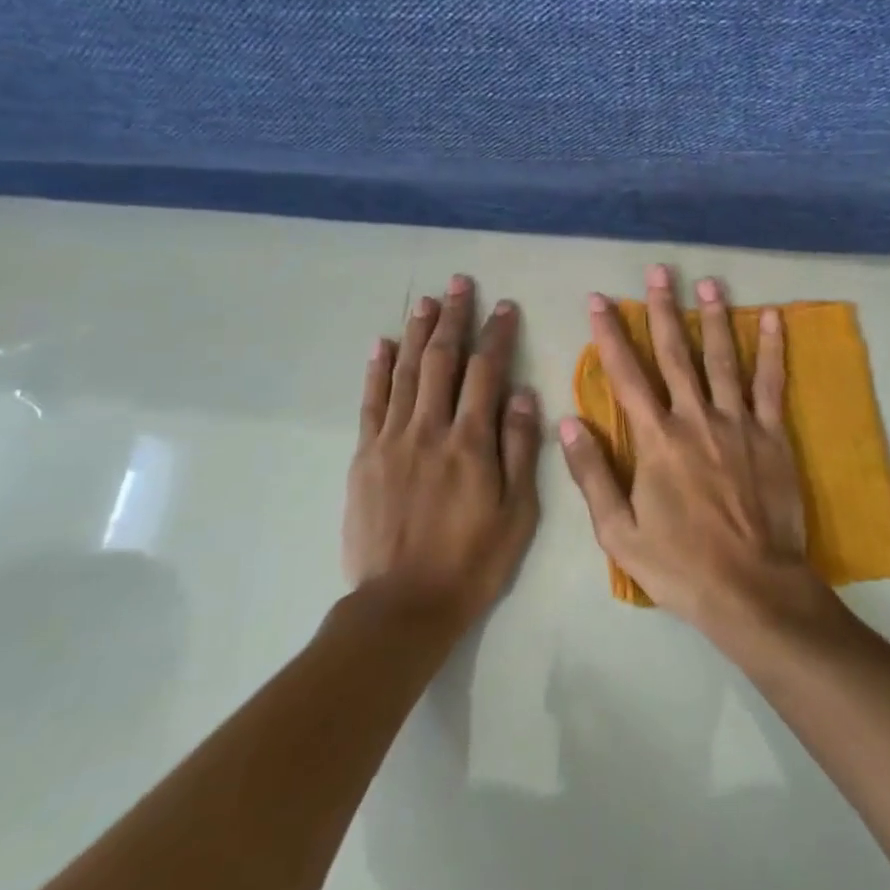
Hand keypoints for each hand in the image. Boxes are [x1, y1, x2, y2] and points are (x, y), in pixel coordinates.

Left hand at [345, 275, 540, 629]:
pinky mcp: (365, 456)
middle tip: (459, 284)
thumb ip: (520, 450)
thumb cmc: (473, 562)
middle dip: (452, 318)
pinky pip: (371, 403)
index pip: (486, 372)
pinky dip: (377, 370)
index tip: (504, 306)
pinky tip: (381, 345)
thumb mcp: (517, 513)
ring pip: (405, 372)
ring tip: (425, 301)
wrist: (403, 606)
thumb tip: (524, 394)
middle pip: (442, 360)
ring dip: (416, 332)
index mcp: (471, 442)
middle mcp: (430, 429)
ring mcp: (392, 440)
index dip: (496, 335)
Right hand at [559, 264, 825, 632]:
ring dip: (713, 317)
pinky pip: (771, 384)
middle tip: (658, 271)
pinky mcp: (772, 435)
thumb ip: (592, 474)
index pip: (626, 374)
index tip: (600, 299)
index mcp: (656, 439)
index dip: (610, 334)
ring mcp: (738, 422)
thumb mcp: (619, 532)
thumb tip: (568, 422)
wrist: (752, 589)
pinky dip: (770, 349)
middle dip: (662, 309)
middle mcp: (695, 418)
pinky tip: (770, 318)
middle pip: (675, 353)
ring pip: (722, 358)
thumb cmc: (680, 565)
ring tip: (707, 282)